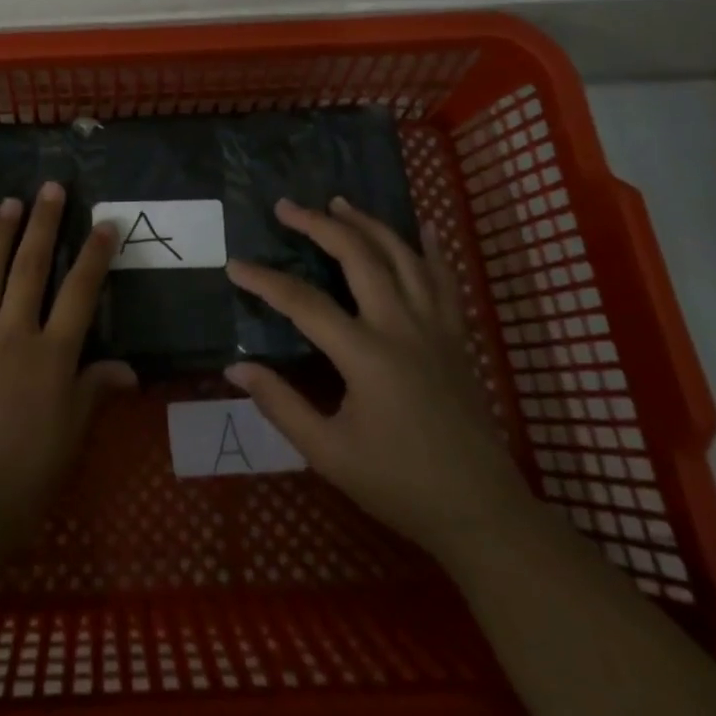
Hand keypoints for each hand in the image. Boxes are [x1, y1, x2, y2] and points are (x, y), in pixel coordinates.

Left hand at [0, 183, 137, 557]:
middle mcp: (11, 337)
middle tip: (50, 187)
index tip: (105, 223)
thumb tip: (128, 367)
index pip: (79, 294)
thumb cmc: (17, 486)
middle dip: (42, 225)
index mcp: (50, 358)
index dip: (94, 256)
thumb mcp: (68, 444)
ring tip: (8, 204)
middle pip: (30, 269)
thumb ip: (93, 395)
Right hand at [225, 196, 529, 559]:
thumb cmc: (399, 485)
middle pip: (358, 257)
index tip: (234, 265)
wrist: (481, 512)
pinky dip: (433, 251)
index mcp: (366, 354)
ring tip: (340, 203)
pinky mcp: (457, 338)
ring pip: (402, 257)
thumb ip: (280, 405)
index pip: (303, 302)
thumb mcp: (328, 453)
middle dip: (318, 225)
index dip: (265, 280)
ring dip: (368, 224)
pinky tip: (424, 229)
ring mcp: (435, 328)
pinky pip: (446, 282)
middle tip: (286, 207)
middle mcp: (401, 327)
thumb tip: (235, 368)